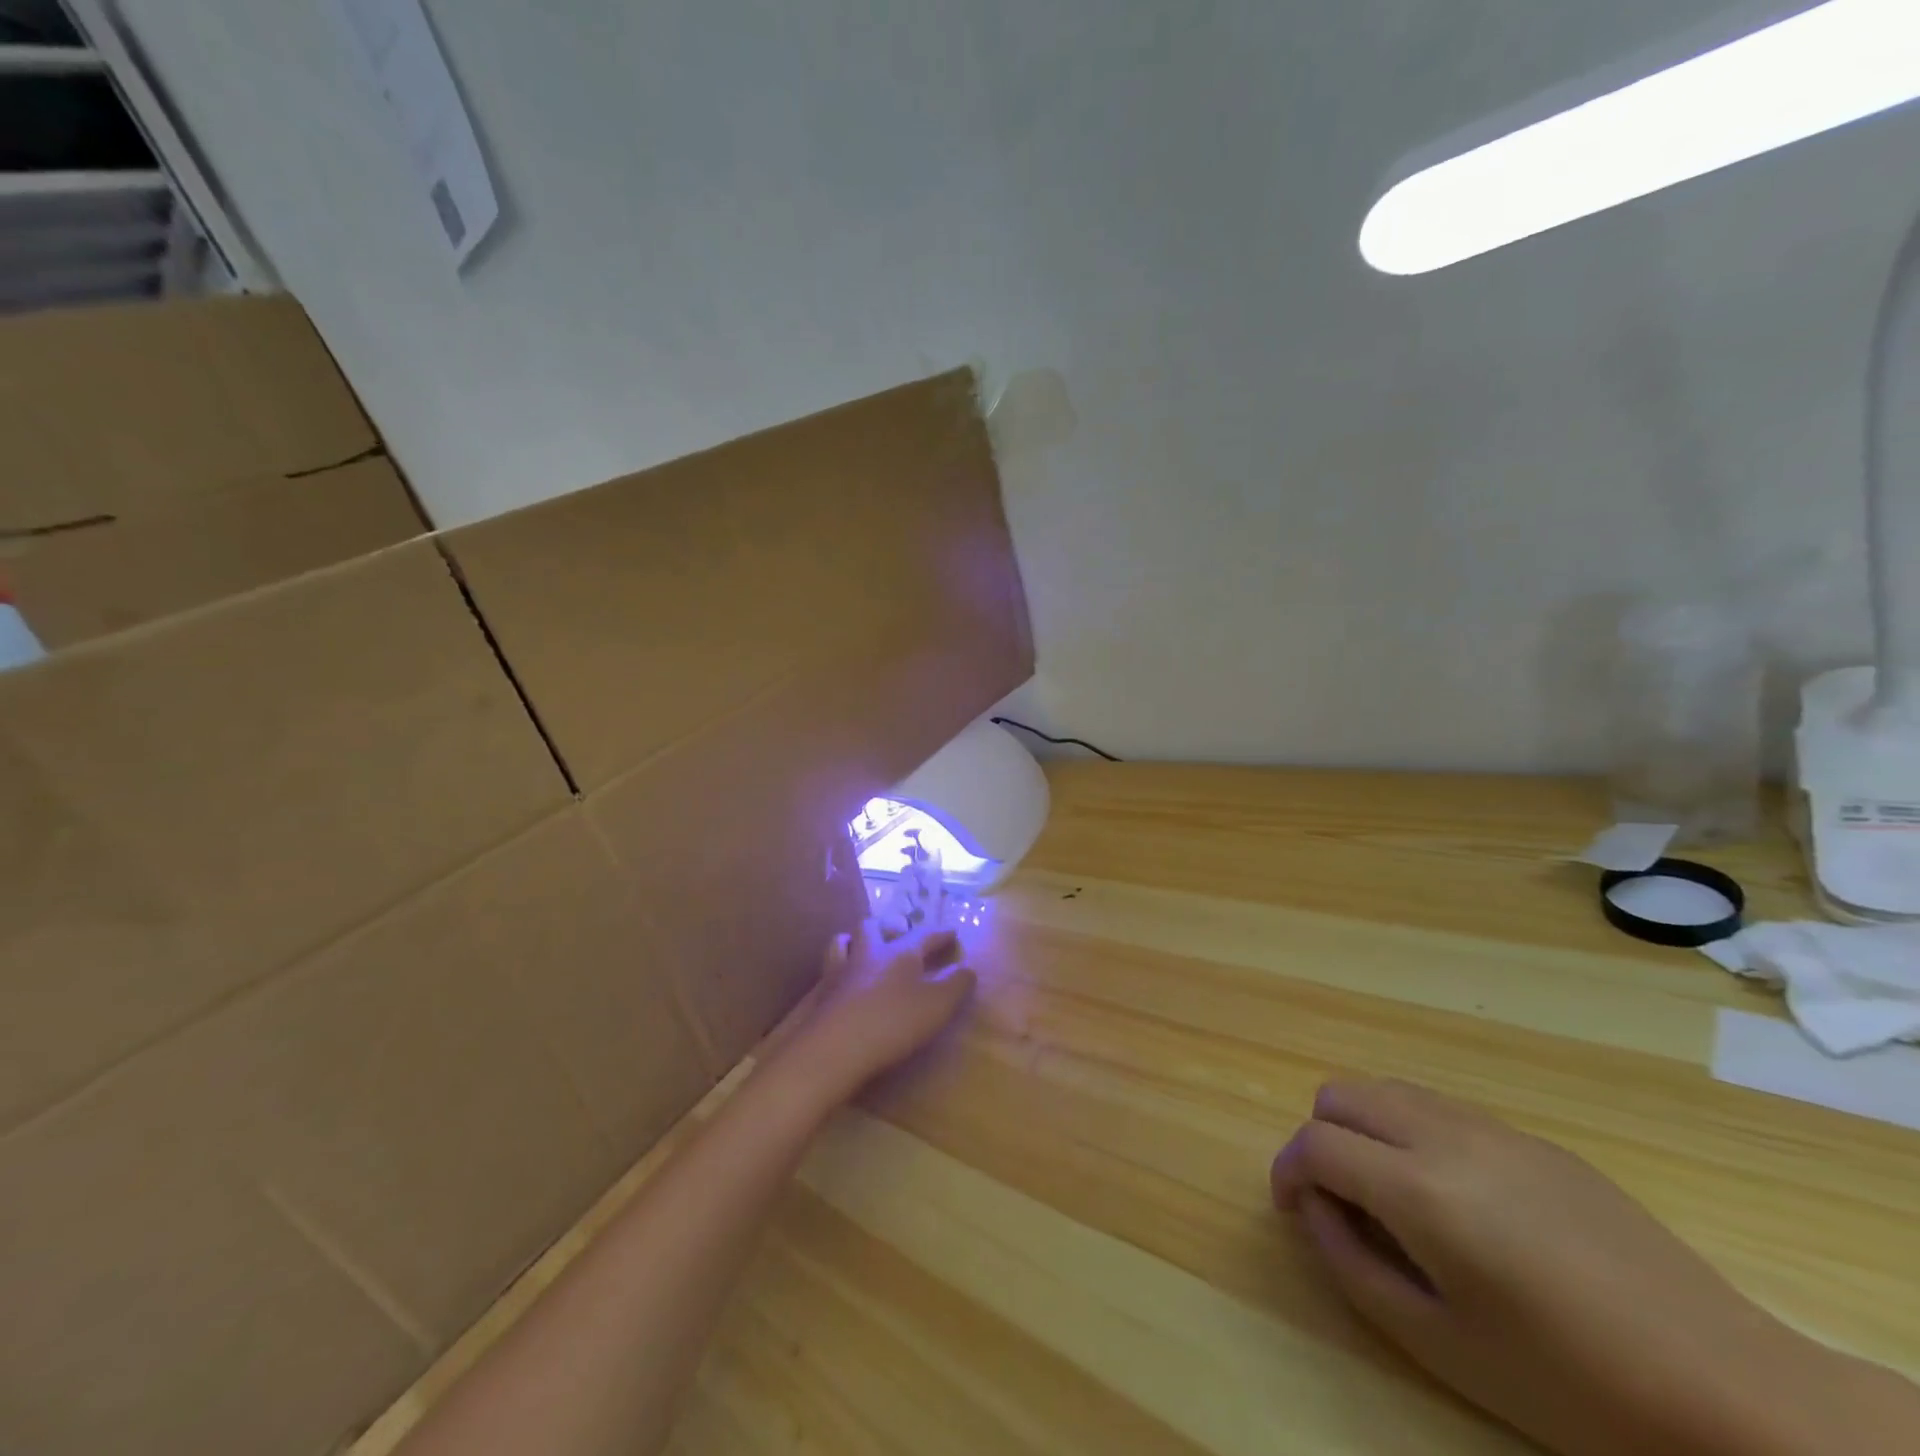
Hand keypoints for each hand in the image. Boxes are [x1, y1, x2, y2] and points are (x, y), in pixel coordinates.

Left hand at [784, 920, 976, 1100]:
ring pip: (842, 942)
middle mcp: (868, 954)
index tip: (951, 933)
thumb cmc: (894, 1022)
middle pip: (873, 928)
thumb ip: (956, 985)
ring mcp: (840, 972)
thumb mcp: (938, 1005)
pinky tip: (839, 981)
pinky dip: (835, 970)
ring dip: (853, 941)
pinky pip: (827, 971)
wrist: (835, 1047)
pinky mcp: (820, 995)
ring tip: (860, 947)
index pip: (923, 935)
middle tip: (897, 934)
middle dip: (888, 927)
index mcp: (900, 953)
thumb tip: (968, 968)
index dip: (939, 934)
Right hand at [1271, 1079, 1874, 1455]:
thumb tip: (1313, 1209)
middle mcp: (1445, 1136)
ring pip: (1390, 1090)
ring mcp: (1493, 1129)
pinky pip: (1442, 1109)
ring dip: (1366, 1128)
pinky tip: (1456, 1199)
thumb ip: (1353, 1265)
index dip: (1286, 1170)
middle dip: (1321, 1137)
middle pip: (1342, 1094)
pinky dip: (1415, 1133)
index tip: (1292, 1207)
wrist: (1726, 1389)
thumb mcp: (1441, 1344)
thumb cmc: (1568, 1384)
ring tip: (1391, 1195)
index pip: (1315, 1144)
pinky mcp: (1534, 1138)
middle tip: (1340, 1200)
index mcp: (1418, 1189)